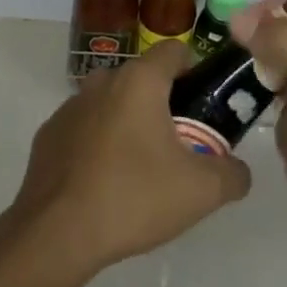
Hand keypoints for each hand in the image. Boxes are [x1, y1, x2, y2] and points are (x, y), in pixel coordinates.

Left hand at [6, 41, 251, 278]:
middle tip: (180, 145)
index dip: (195, 70)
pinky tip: (103, 183)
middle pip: (143, 79)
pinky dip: (98, 144)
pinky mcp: (48, 135)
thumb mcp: (200, 192)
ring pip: (112, 103)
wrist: (55, 234)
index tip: (205, 103)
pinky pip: (85, 128)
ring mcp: (70, 106)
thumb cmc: (133, 197)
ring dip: (129, 123)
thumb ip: (232, 174)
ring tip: (141, 169)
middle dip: (164, 103)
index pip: (175, 51)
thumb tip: (238, 170)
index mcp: (140, 81)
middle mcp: (103, 81)